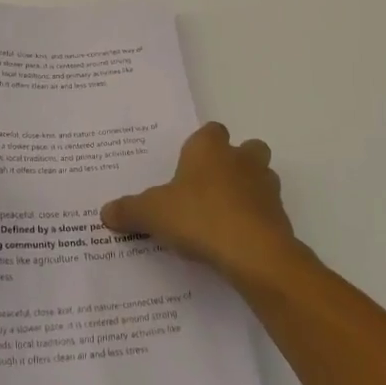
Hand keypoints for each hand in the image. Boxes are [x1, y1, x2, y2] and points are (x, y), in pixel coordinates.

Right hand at [100, 123, 304, 284]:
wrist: (253, 253)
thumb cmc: (199, 217)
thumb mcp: (152, 214)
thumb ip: (130, 211)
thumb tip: (105, 212)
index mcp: (209, 148)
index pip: (210, 131)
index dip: (201, 146)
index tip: (187, 167)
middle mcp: (241, 159)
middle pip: (247, 148)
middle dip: (234, 162)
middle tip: (210, 187)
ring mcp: (266, 187)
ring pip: (262, 177)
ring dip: (249, 190)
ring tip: (225, 216)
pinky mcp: (280, 217)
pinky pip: (268, 212)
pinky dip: (256, 221)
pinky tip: (237, 242)